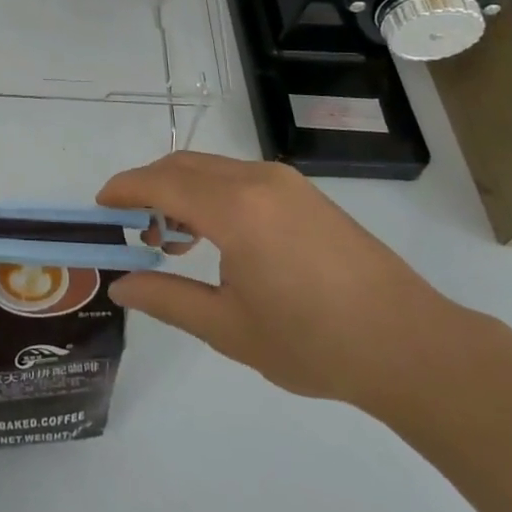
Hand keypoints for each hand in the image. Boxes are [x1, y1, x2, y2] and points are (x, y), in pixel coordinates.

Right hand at [101, 151, 480, 413]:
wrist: (412, 346)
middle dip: (147, 188)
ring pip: (210, 167)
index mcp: (235, 210)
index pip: (159, 182)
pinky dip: (210, 193)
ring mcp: (284, 181)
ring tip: (172, 240)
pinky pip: (238, 176)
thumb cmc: (315, 343)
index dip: (123, 190)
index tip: (99, 208)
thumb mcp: (229, 328)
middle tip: (131, 230)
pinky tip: (216, 236)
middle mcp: (256, 179)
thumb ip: (167, 299)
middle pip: (181, 165)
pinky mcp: (303, 192)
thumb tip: (119, 285)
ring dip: (179, 190)